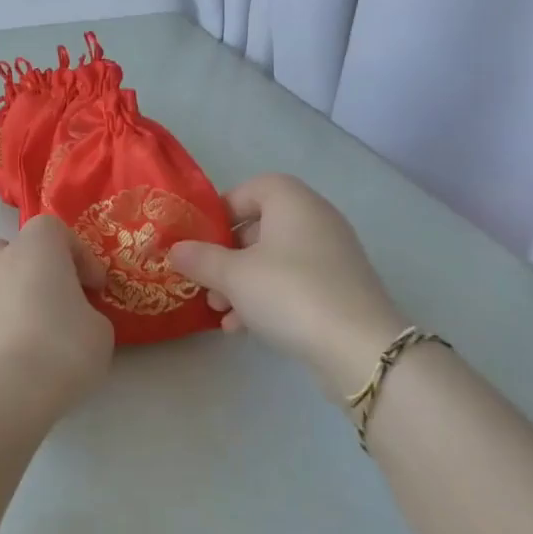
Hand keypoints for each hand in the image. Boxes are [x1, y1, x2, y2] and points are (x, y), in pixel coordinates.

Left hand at [0, 215, 114, 417]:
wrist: (1, 392)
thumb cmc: (61, 347)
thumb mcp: (100, 330)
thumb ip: (88, 313)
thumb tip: (73, 318)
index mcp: (35, 247)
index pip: (55, 230)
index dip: (80, 256)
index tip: (95, 287)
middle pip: (17, 251)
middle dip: (40, 270)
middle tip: (62, 300)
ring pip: (1, 284)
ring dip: (22, 300)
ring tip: (45, 336)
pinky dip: (7, 327)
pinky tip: (25, 359)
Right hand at [168, 174, 407, 400]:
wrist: (357, 345)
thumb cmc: (288, 292)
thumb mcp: (232, 275)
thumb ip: (199, 259)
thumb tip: (175, 249)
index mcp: (293, 203)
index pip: (253, 188)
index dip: (222, 209)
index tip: (199, 237)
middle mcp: (316, 220)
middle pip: (260, 227)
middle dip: (226, 255)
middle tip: (204, 280)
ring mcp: (331, 255)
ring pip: (273, 259)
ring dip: (241, 282)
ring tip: (219, 311)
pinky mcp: (338, 288)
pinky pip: (292, 282)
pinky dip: (265, 298)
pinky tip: (242, 328)